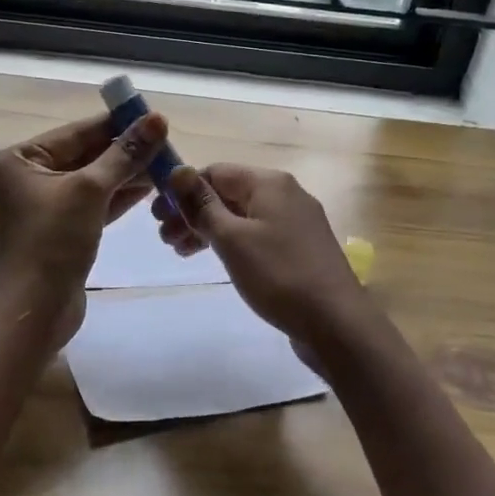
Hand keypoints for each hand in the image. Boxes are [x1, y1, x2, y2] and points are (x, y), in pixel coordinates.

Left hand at [0, 111, 168, 346]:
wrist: (36, 311)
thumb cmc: (53, 241)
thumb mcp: (90, 190)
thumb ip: (124, 153)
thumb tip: (156, 119)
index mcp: (15, 161)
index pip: (74, 132)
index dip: (114, 123)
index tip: (149, 115)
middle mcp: (22, 179)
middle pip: (81, 155)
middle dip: (123, 151)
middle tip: (163, 141)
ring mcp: (38, 208)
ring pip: (88, 181)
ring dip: (124, 174)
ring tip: (163, 163)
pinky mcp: (56, 231)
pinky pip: (88, 204)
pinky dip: (115, 197)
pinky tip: (148, 187)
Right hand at [156, 164, 373, 361]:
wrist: (337, 323)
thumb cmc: (279, 275)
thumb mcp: (232, 239)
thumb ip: (201, 204)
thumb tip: (177, 171)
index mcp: (269, 183)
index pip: (215, 171)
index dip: (182, 190)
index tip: (156, 216)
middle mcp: (285, 193)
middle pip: (227, 193)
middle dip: (193, 212)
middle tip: (165, 238)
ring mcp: (296, 221)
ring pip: (241, 216)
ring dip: (208, 229)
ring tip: (181, 252)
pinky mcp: (300, 248)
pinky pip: (257, 234)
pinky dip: (232, 242)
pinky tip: (216, 260)